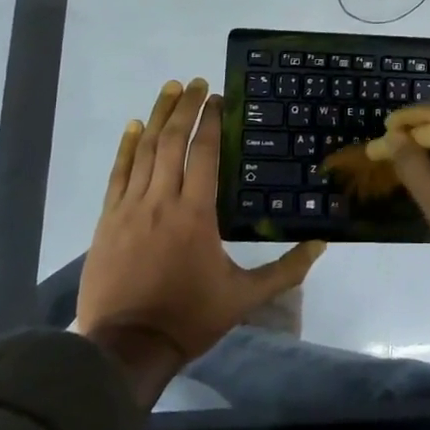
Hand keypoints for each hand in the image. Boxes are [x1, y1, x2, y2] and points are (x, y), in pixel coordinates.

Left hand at [77, 79, 324, 383]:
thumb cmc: (188, 318)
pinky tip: (134, 126)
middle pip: (172, 141)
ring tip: (169, 90)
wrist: (126, 347)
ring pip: (145, 150)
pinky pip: (118, 173)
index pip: (204, 153)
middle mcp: (162, 200)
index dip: (211, 122)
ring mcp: (130, 207)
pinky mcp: (108, 220)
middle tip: (194, 82)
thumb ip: (284, 270)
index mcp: (196, 214)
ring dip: (158, 116)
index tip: (218, 98)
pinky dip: (126, 146)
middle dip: (185, 107)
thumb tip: (321, 246)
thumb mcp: (243, 298)